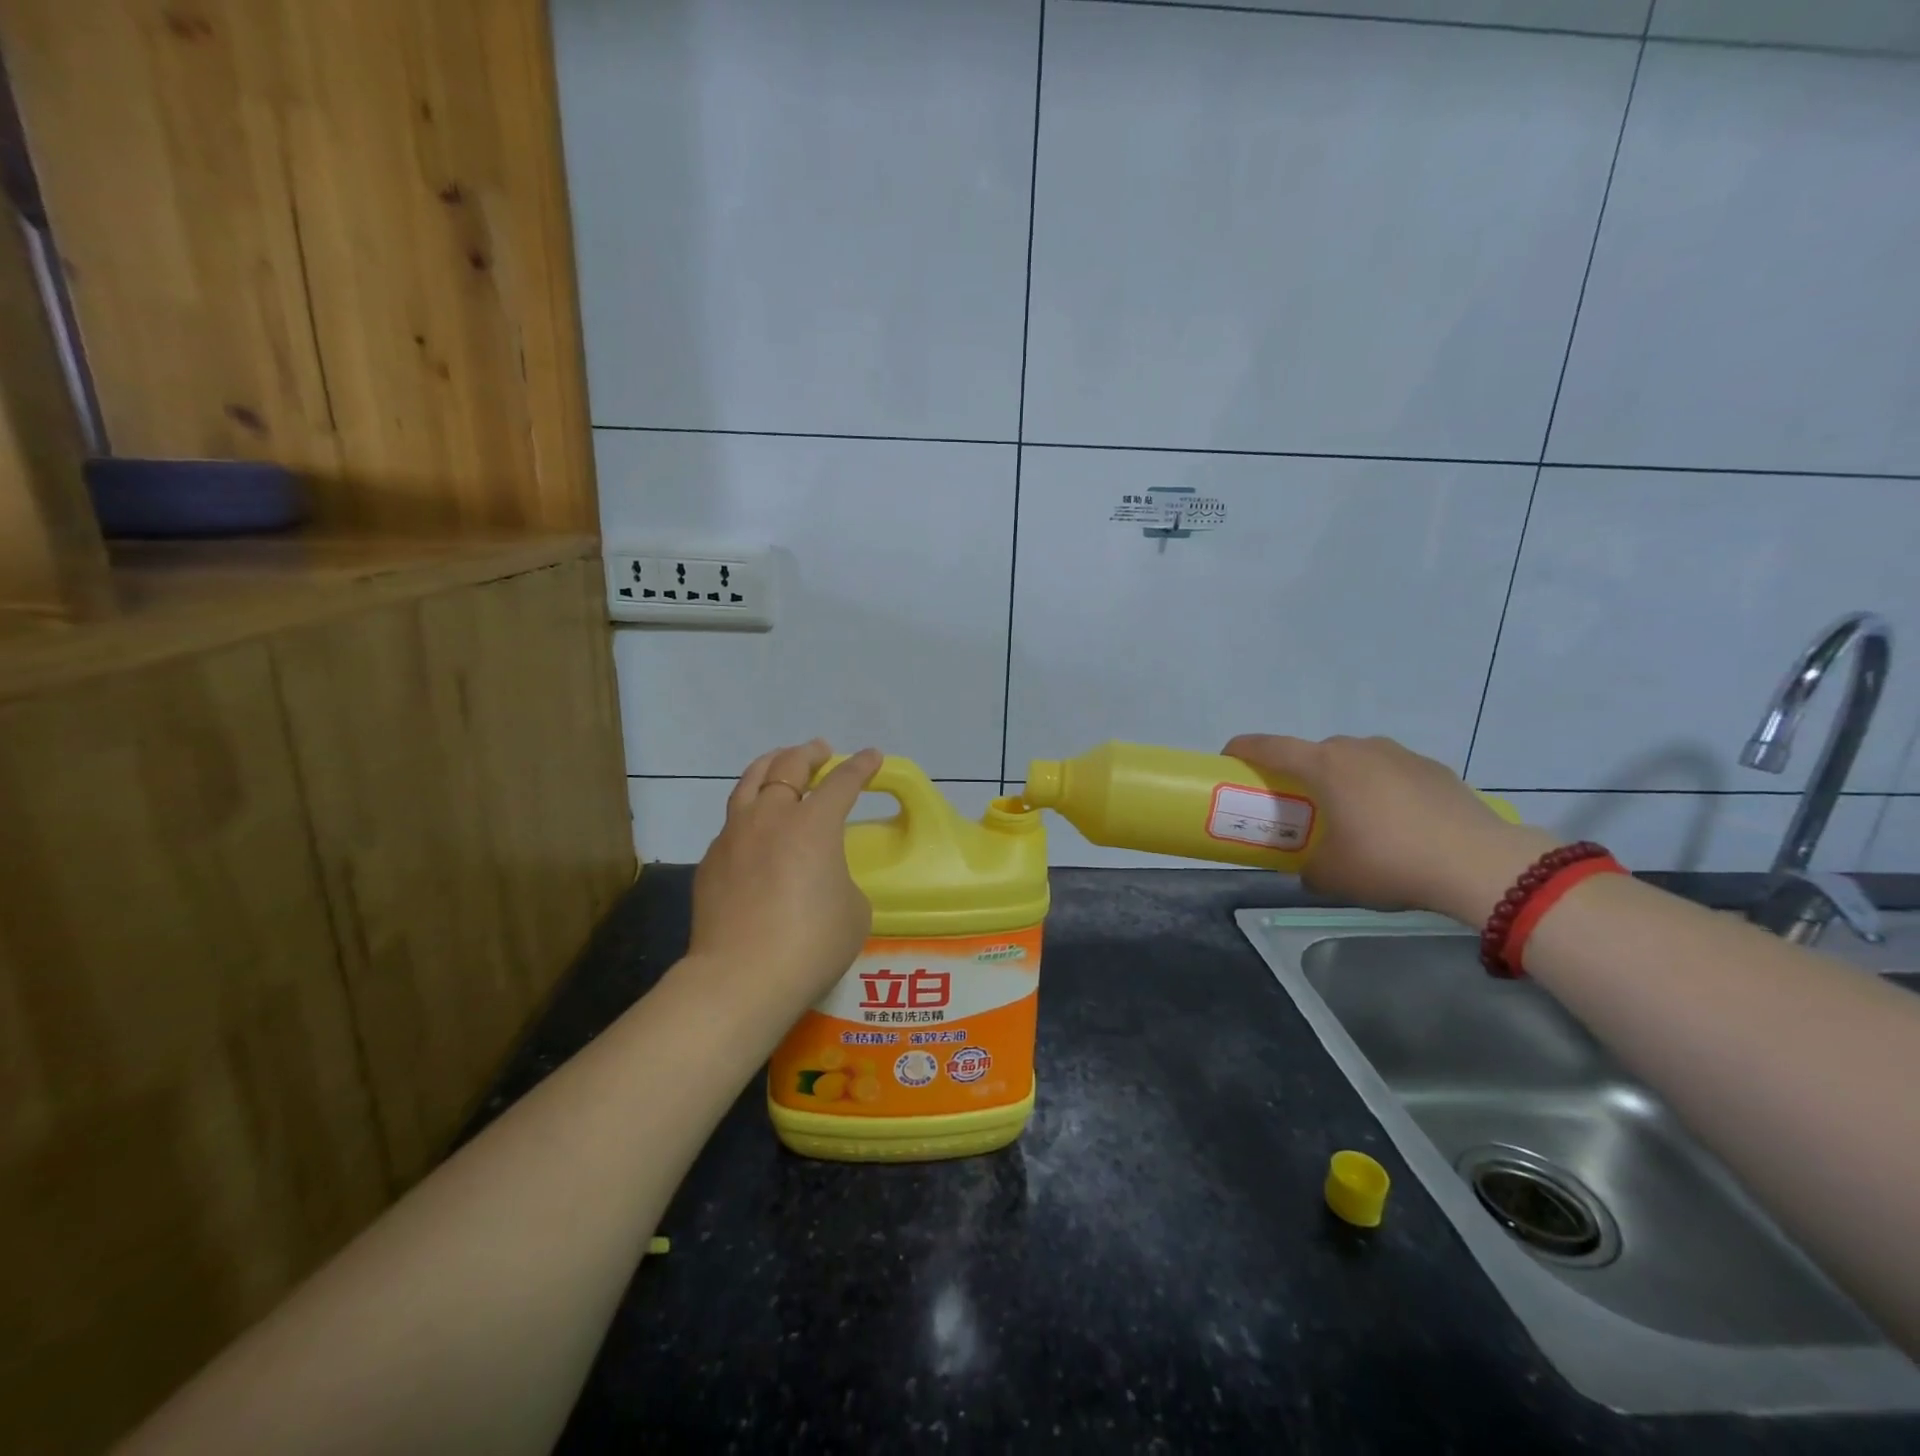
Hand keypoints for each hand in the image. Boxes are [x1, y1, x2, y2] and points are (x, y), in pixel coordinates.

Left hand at [686, 740, 882, 1012]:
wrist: (740, 978)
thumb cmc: (811, 944)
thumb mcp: (853, 910)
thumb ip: (841, 880)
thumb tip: (821, 878)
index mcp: (814, 824)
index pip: (843, 781)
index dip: (861, 766)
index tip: (872, 756)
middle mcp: (772, 817)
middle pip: (789, 767)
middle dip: (809, 753)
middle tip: (820, 750)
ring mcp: (734, 835)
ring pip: (750, 782)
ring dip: (771, 766)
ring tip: (780, 763)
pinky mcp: (711, 860)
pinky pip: (732, 821)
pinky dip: (749, 810)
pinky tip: (754, 825)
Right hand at [1222, 733, 1558, 923]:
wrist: (1480, 864)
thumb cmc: (1389, 862)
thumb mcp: (1332, 875)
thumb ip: (1307, 867)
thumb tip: (1307, 868)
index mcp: (1325, 765)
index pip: (1268, 746)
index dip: (1241, 750)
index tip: (1227, 761)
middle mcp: (1359, 748)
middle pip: (1313, 753)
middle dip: (1298, 774)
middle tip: (1296, 806)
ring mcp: (1400, 755)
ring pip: (1355, 760)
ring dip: (1343, 781)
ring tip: (1350, 817)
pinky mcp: (1434, 769)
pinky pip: (1391, 773)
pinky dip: (1380, 790)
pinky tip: (1395, 824)